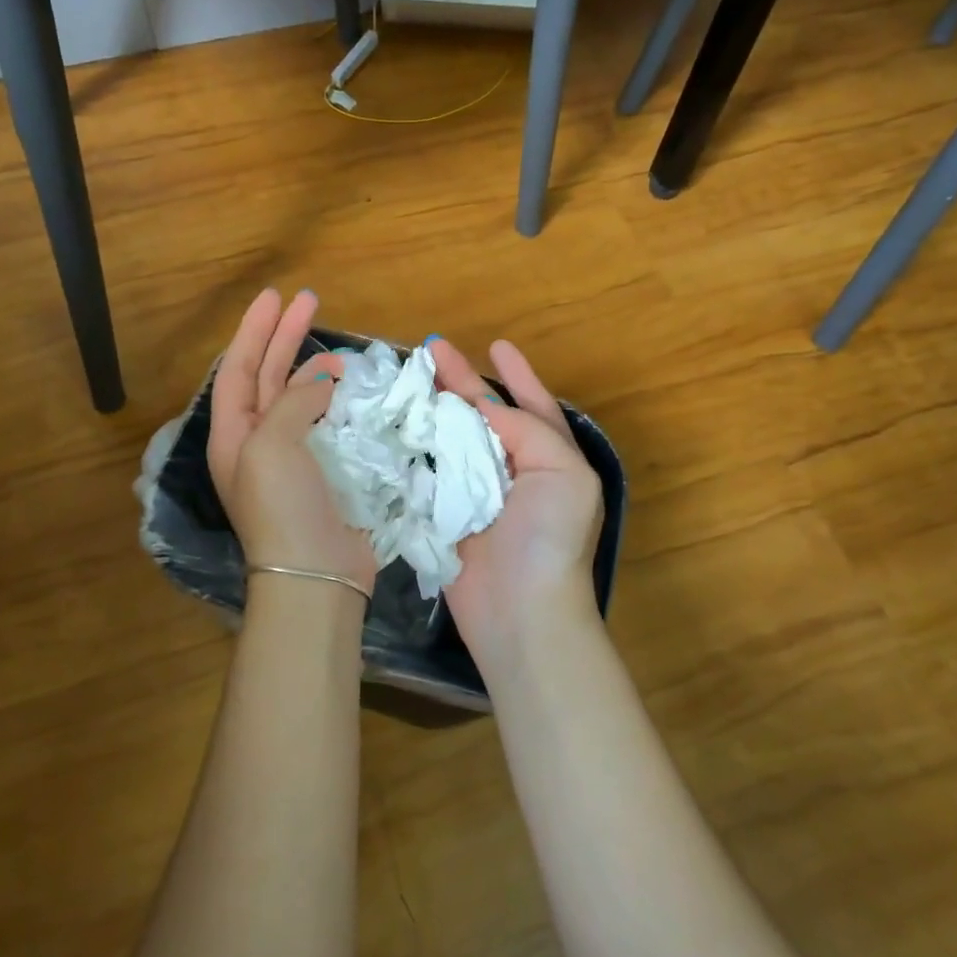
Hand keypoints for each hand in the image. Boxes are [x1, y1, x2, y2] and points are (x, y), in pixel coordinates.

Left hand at [209, 289, 377, 592]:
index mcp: (234, 435)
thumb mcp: (272, 444)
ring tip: (339, 349)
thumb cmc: (282, 506)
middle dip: (285, 338)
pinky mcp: (324, 472)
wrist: (315, 573)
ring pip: (301, 399)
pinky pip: (328, 423)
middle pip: (269, 377)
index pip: (240, 369)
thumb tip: (324, 383)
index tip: (275, 297)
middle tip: (308, 301)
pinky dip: (338, 401)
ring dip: (315, 370)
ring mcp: (292, 459)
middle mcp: (258, 442)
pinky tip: (353, 388)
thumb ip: (295, 401)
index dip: (254, 331)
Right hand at [427, 338, 604, 671]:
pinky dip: (413, 447)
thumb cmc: (549, 537)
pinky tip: (394, 424)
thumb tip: (481, 408)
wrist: (521, 611)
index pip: (532, 405)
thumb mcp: (562, 471)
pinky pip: (427, 473)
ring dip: (433, 409)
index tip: (496, 345)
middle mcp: (514, 471)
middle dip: (460, 382)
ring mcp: (477, 494)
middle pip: (483, 416)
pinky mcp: (445, 515)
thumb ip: (527, 428)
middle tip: (431, 349)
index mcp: (550, 458)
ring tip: (408, 379)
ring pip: (451, 439)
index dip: (516, 374)